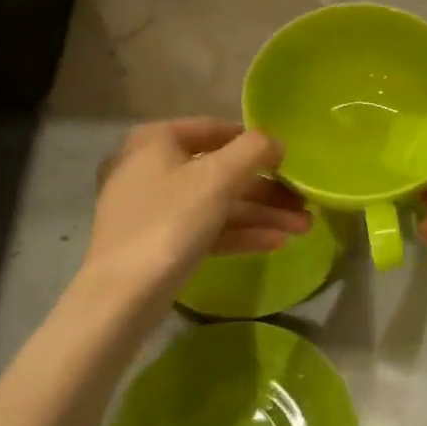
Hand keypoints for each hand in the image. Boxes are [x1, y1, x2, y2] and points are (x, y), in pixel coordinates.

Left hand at [85, 119, 308, 301]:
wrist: (122, 296)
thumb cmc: (169, 221)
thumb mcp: (217, 178)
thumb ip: (253, 151)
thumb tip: (276, 142)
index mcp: (155, 140)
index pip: (213, 129)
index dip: (253, 142)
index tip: (286, 159)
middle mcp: (149, 167)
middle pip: (219, 171)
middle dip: (265, 189)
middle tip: (303, 203)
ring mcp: (152, 208)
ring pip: (215, 203)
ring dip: (260, 214)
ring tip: (303, 227)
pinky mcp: (157, 243)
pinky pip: (204, 228)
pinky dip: (238, 233)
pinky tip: (275, 243)